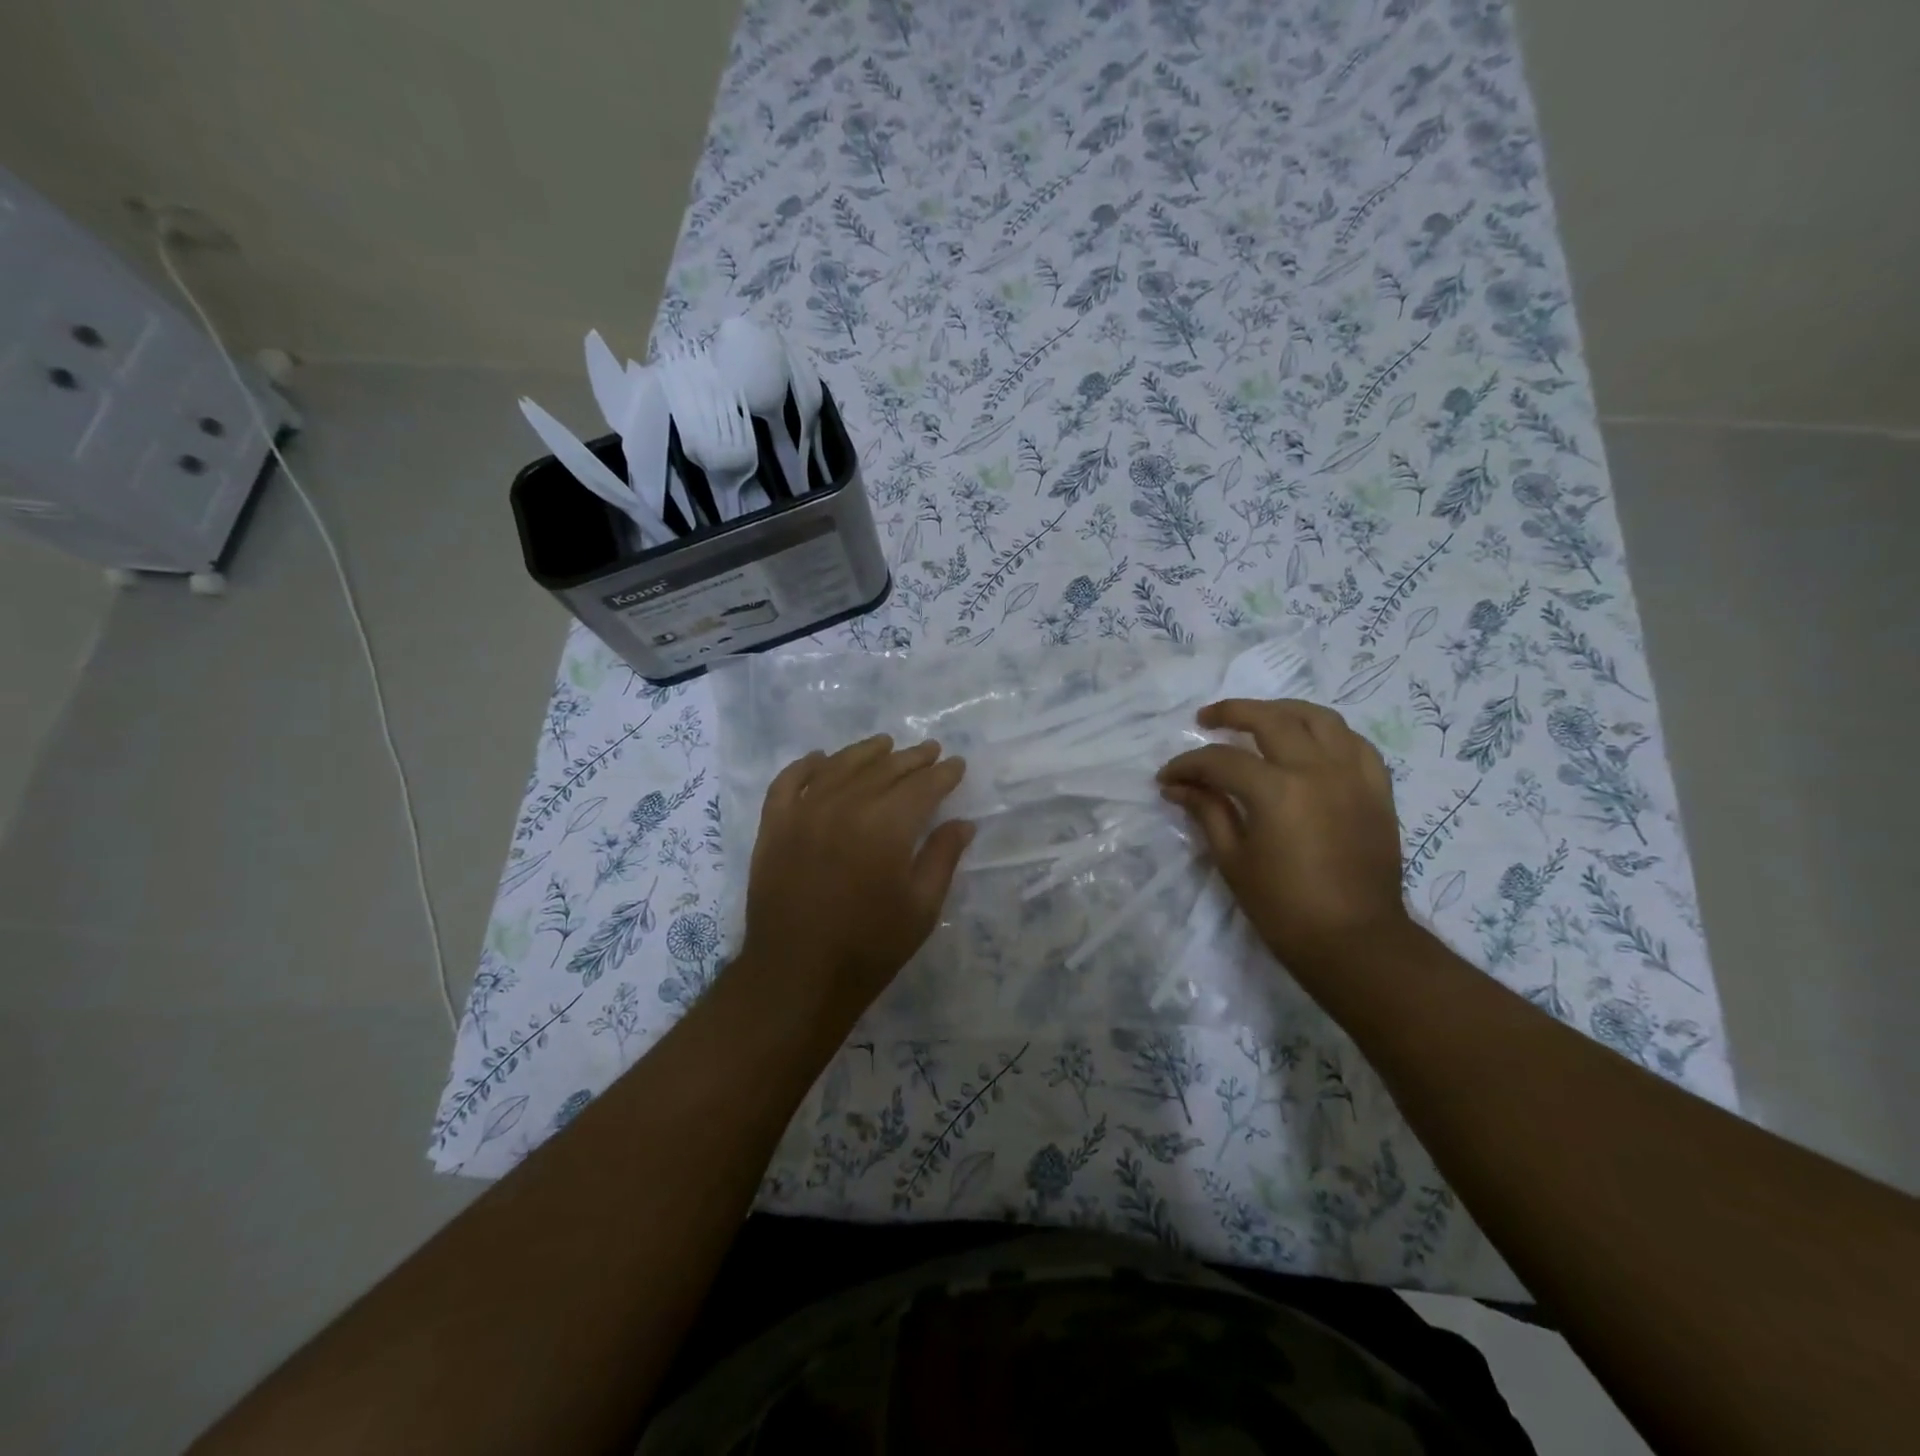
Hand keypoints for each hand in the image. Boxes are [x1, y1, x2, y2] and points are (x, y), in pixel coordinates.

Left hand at [741, 734, 974, 1020]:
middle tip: (930, 750)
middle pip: (884, 770)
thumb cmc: (869, 948)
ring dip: (866, 752)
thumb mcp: (921, 908)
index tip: (957, 765)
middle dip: (912, 759)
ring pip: (839, 766)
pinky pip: (789, 782)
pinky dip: (806, 765)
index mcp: (886, 826)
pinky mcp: (774, 826)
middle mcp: (844, 807)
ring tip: (885, 744)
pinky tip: (821, 759)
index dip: (943, 774)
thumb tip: (963, 822)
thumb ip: (943, 857)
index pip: (922, 786)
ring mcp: (803, 813)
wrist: (796, 977)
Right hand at [1158, 699, 1409, 967]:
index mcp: (1277, 791)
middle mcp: (1318, 770)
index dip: (1188, 765)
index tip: (1167, 777)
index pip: (1221, 761)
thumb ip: (1207, 811)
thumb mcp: (1233, 860)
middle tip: (1206, 720)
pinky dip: (1328, 734)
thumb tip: (1177, 787)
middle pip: (1270, 720)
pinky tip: (1310, 742)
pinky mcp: (1377, 790)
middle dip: (1231, 713)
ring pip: (1319, 719)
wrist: (1355, 942)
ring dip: (1282, 711)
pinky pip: (1355, 743)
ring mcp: (1353, 776)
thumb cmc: (1284, 908)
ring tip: (1259, 718)